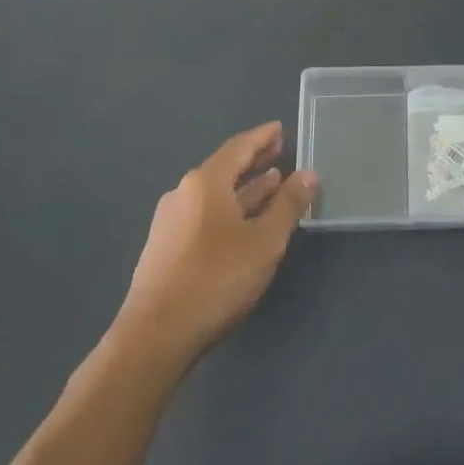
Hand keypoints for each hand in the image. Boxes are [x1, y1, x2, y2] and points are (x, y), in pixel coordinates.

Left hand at [120, 121, 315, 363]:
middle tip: (278, 152)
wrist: (155, 336)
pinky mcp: (165, 249)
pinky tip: (243, 223)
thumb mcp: (265, 241)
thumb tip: (308, 174)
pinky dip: (229, 209)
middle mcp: (183, 194)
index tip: (279, 129)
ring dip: (244, 188)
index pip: (238, 147)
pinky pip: (204, 215)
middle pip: (224, 168)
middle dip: (253, 160)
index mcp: (205, 183)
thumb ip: (289, 205)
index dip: (262, 137)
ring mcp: (170, 222)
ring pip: (214, 195)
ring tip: (270, 184)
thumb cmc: (216, 279)